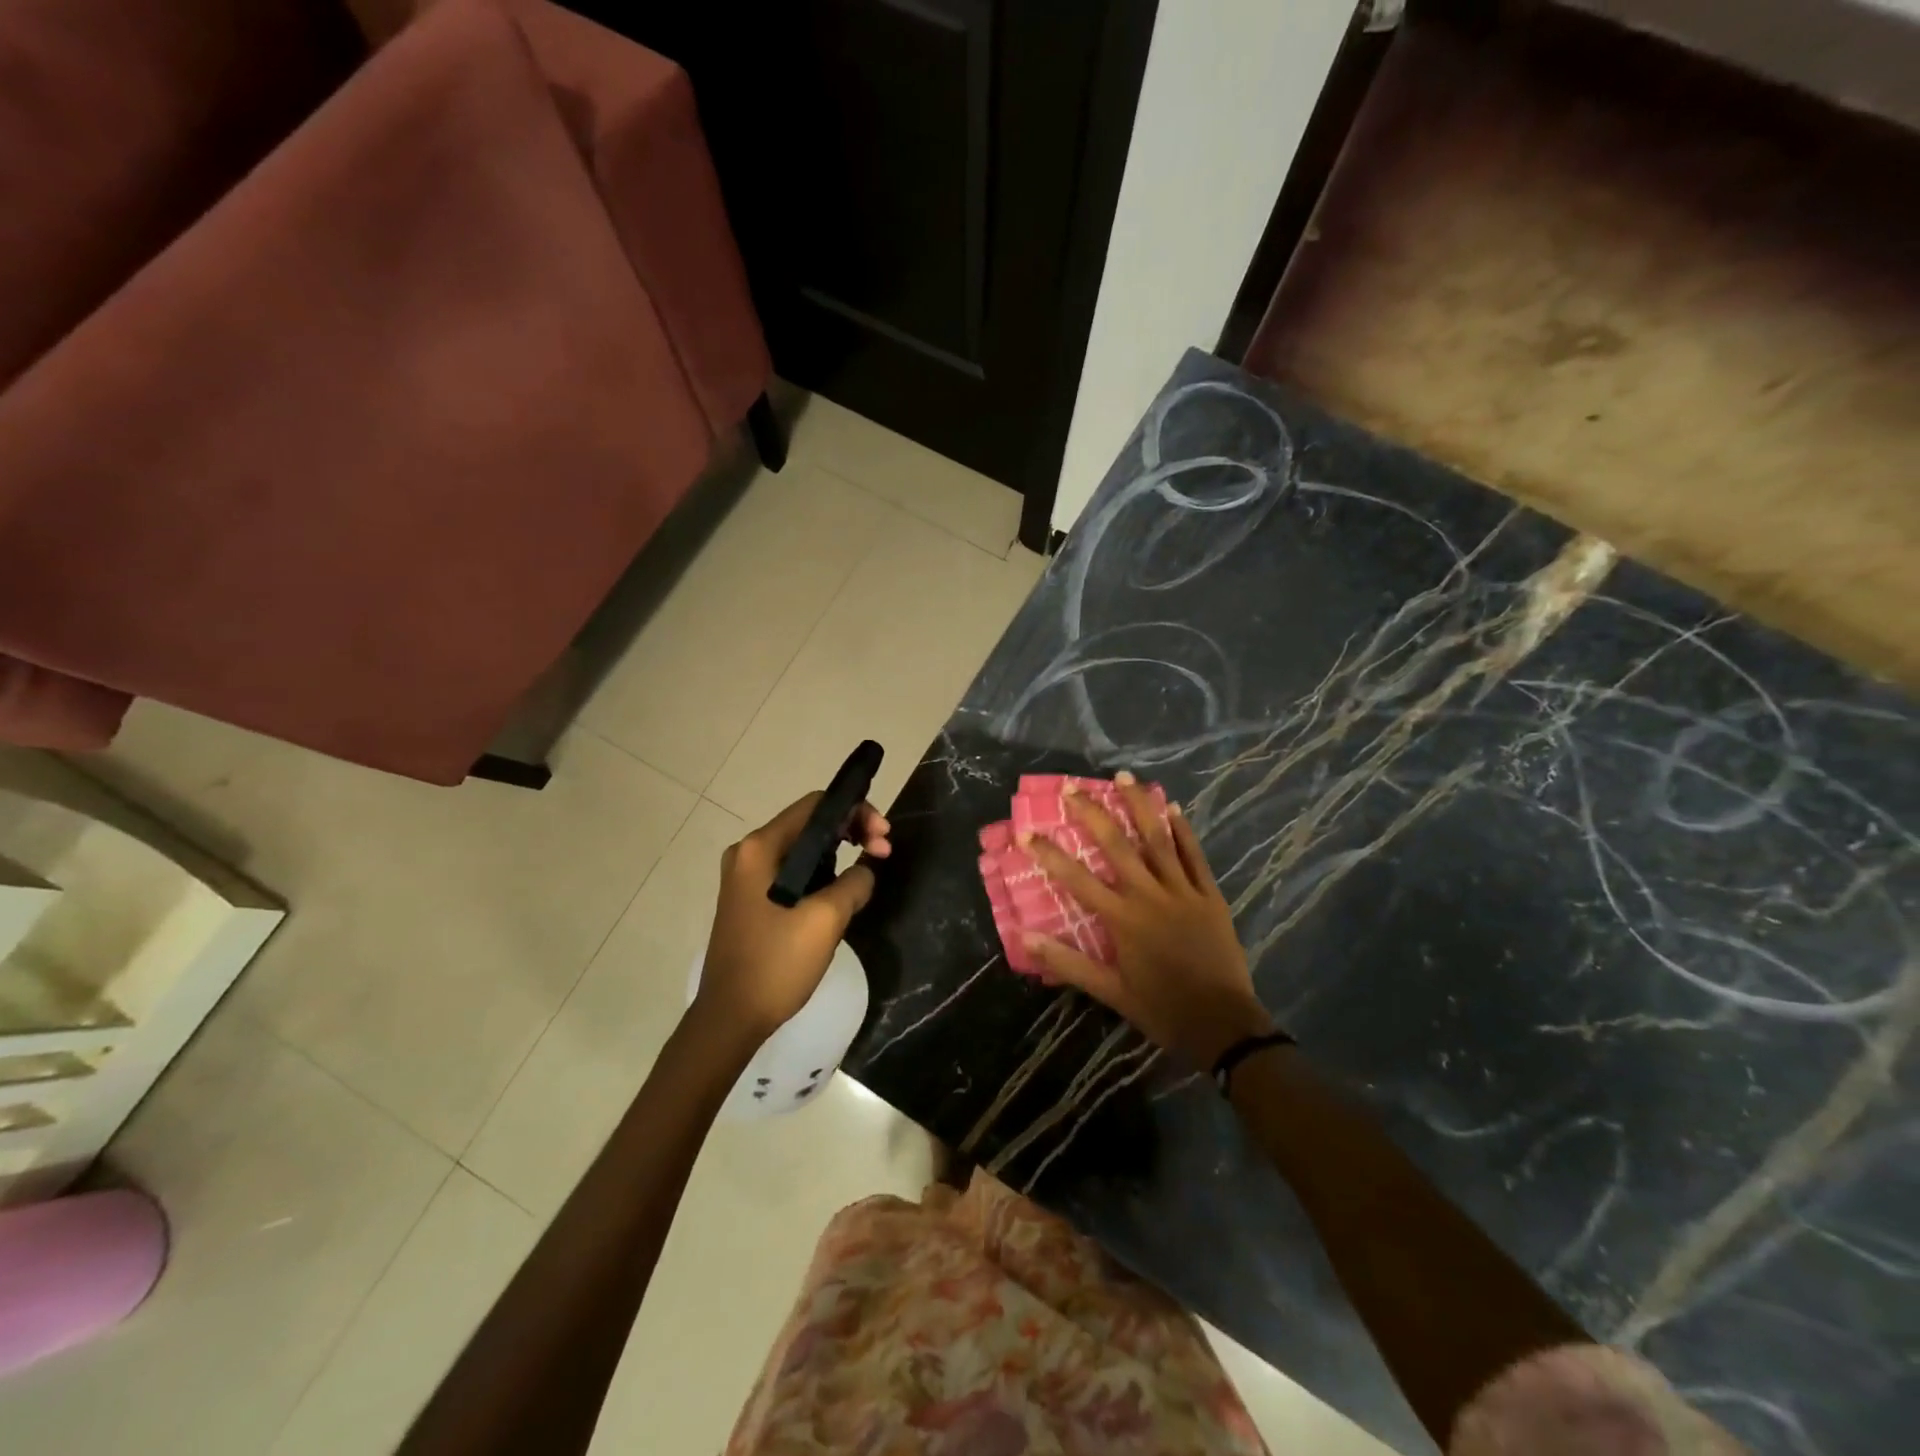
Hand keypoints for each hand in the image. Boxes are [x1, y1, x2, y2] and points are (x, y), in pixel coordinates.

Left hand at [696, 792, 890, 1041]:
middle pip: (810, 824)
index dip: (856, 812)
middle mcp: (749, 853)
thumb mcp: (825, 920)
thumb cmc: (775, 964)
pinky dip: (822, 873)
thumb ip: (854, 882)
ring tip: (869, 871)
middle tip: (884, 852)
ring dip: (839, 854)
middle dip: (851, 832)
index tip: (883, 837)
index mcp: (760, 848)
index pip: (815, 805)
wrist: (730, 1019)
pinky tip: (843, 891)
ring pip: (803, 849)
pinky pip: (793, 872)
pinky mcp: (752, 900)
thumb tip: (865, 870)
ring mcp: (747, 877)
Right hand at [1020, 773, 1272, 1067]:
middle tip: (1073, 787)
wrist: (1223, 1025)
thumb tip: (1026, 938)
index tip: (1026, 831)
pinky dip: (1182, 830)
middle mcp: (1150, 895)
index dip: (1049, 854)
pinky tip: (1172, 806)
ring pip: (1158, 839)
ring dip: (1138, 805)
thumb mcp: (1110, 991)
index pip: (1077, 879)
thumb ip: (1068, 962)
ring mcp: (1183, 891)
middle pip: (1117, 845)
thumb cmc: (1161, 1009)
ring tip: (1123, 777)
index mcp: (1123, 919)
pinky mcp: (1210, 895)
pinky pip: (1194, 855)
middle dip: (1092, 813)